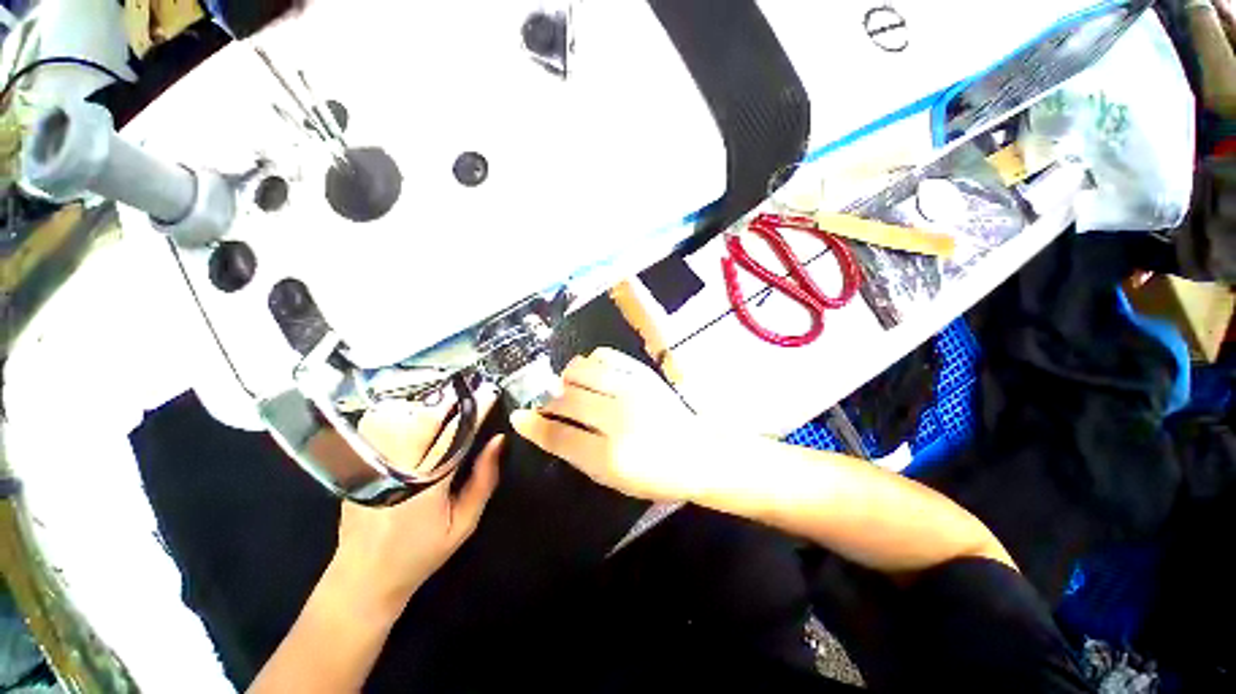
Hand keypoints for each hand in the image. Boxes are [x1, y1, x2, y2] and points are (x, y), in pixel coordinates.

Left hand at [328, 385, 504, 611]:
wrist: (363, 577)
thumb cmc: (421, 552)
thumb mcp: (463, 523)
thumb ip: (483, 480)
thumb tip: (498, 441)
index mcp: (426, 482)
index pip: (456, 433)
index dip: (475, 410)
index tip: (491, 392)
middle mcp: (397, 465)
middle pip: (425, 418)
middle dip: (451, 397)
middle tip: (472, 383)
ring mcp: (374, 462)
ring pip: (400, 417)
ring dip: (426, 400)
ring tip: (448, 391)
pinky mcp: (360, 463)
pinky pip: (382, 425)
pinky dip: (402, 411)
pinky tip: (417, 407)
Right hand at [511, 348, 703, 501]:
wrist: (698, 453)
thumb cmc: (654, 474)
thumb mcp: (612, 477)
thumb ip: (576, 453)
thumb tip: (544, 429)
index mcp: (609, 456)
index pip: (558, 436)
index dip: (533, 426)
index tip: (519, 416)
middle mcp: (617, 418)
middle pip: (564, 399)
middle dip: (548, 401)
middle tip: (551, 405)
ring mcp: (631, 389)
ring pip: (579, 370)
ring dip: (567, 379)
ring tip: (572, 388)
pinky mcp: (642, 373)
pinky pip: (603, 355)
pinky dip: (590, 363)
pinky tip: (594, 374)